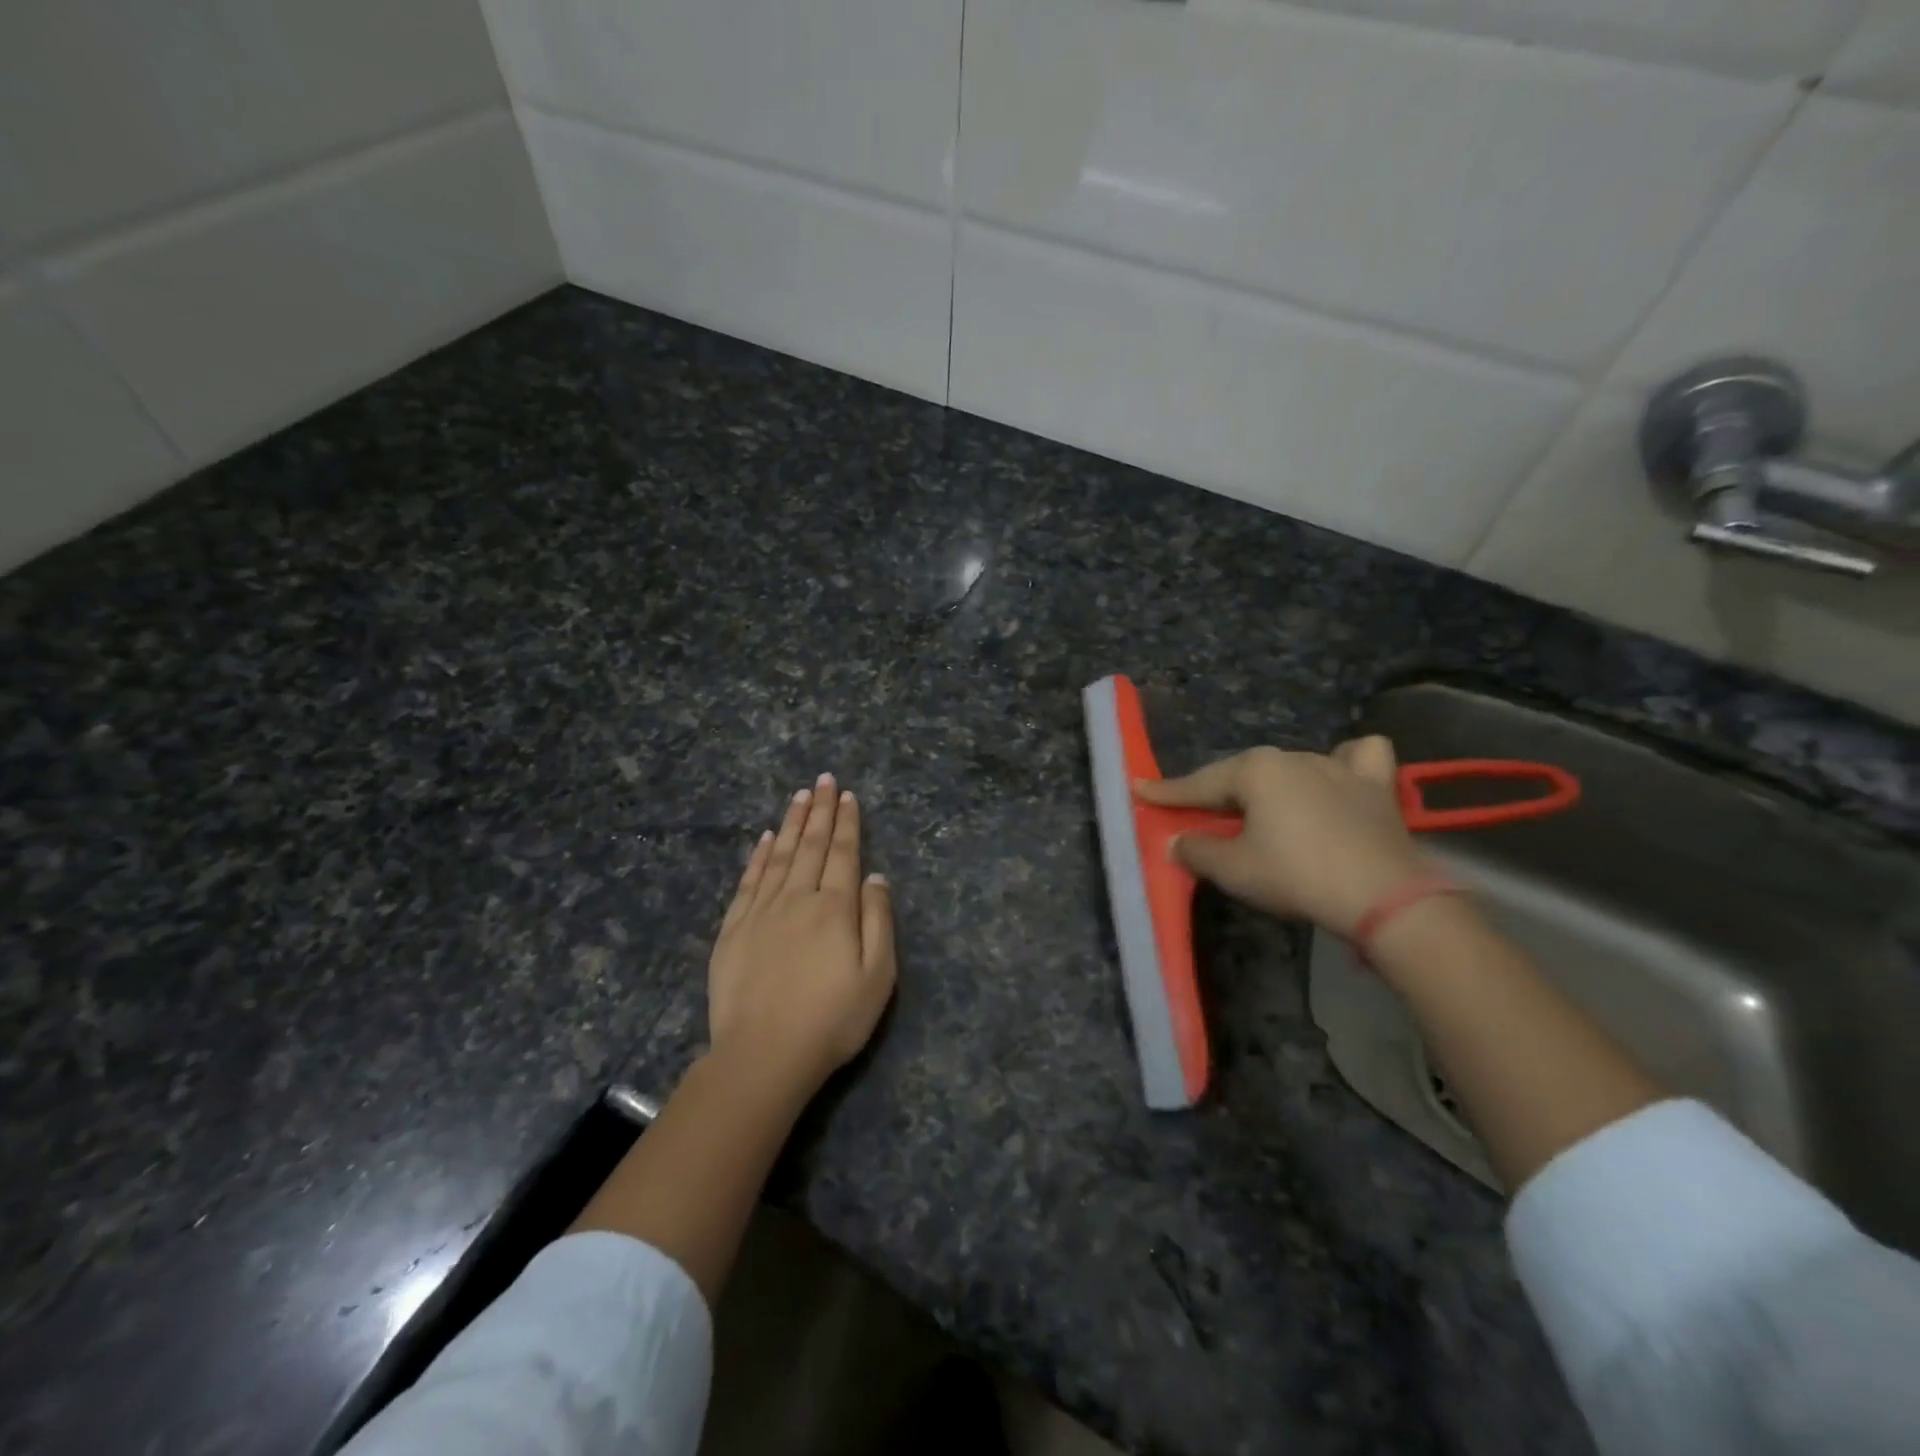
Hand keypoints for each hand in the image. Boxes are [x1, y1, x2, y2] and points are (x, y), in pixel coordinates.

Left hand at [708, 774, 896, 1096]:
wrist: (763, 1055)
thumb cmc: (831, 1020)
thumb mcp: (877, 976)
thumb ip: (878, 921)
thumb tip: (875, 876)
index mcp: (835, 908)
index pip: (844, 854)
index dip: (847, 823)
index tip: (847, 795)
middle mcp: (798, 899)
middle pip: (812, 846)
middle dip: (821, 811)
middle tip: (824, 780)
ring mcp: (761, 912)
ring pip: (780, 856)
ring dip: (792, 824)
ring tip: (800, 796)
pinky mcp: (733, 930)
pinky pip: (749, 881)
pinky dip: (759, 856)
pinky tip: (766, 838)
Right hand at [1134, 736, 1428, 935]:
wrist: (1384, 897)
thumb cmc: (1296, 875)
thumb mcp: (1234, 869)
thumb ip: (1197, 850)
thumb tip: (1177, 841)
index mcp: (1255, 770)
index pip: (1199, 783)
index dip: (1167, 792)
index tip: (1140, 789)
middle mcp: (1293, 757)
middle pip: (1243, 775)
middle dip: (1219, 793)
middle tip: (1200, 815)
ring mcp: (1338, 767)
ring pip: (1292, 766)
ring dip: (1272, 785)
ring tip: (1265, 811)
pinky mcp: (1376, 786)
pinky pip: (1357, 758)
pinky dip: (1344, 763)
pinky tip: (1336, 777)